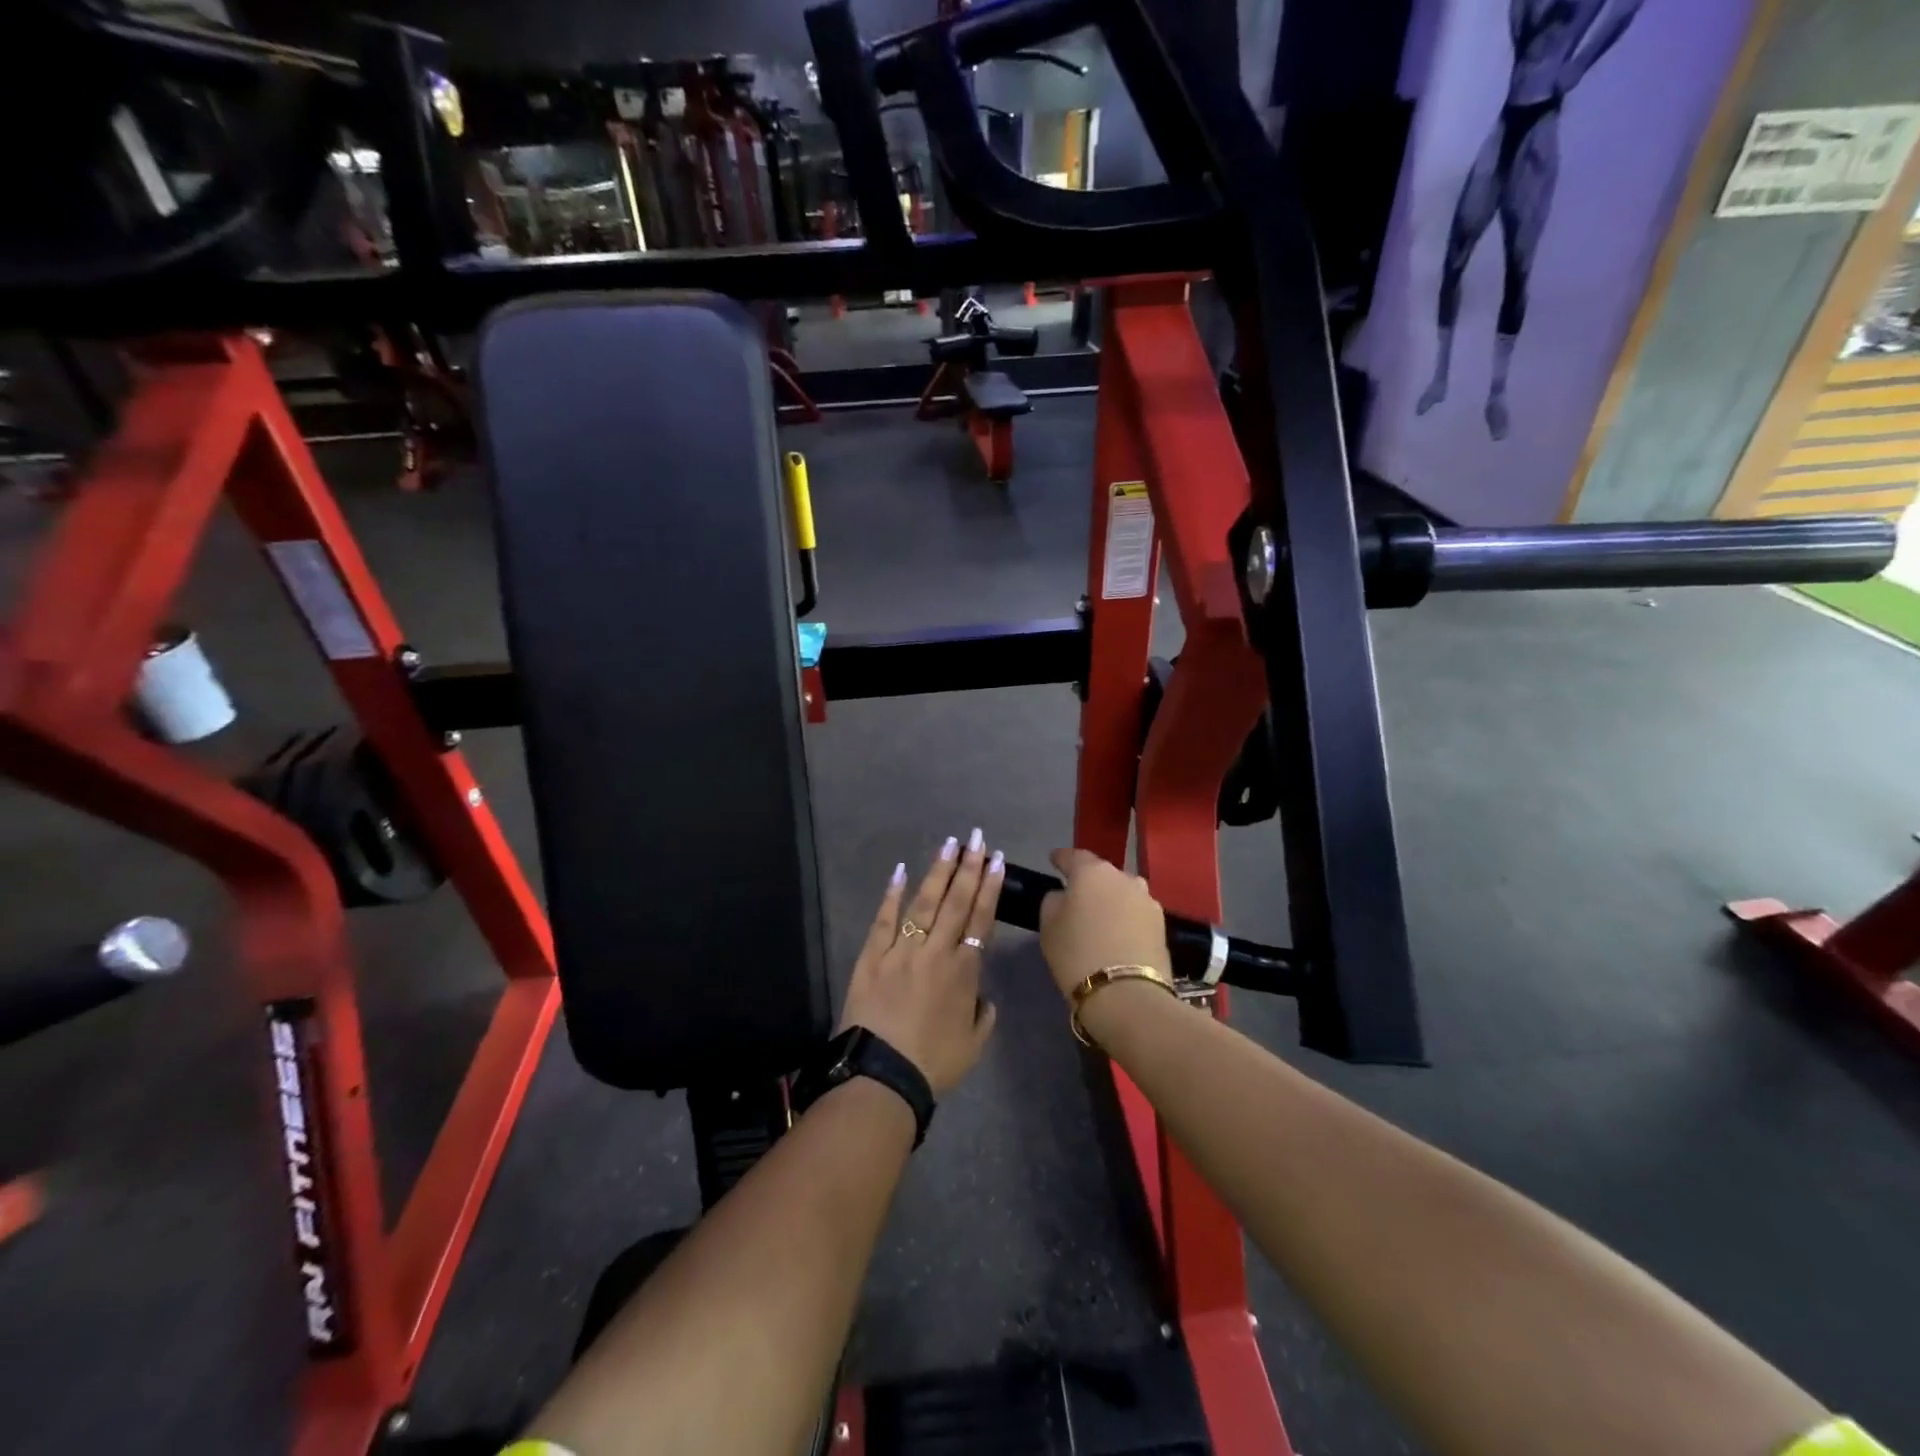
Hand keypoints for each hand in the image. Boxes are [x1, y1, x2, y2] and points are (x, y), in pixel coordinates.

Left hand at [838, 830, 1004, 1096]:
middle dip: (969, 866)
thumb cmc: (933, 1064)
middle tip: (977, 837)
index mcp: (964, 970)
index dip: (990, 887)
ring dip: (938, 871)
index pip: (981, 918)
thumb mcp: (974, 1044)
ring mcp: (902, 950)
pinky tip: (900, 870)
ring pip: (924, 902)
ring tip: (949, 843)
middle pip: (956, 901)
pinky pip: (884, 919)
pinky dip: (892, 894)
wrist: (882, 1076)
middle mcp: (936, 951)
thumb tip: (983, 996)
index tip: (997, 859)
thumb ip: (983, 1014)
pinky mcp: (872, 956)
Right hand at [1037, 848, 1170, 1001]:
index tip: (1053, 861)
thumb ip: (1053, 901)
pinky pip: (1136, 913)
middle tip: (1077, 897)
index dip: (1061, 859)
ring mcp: (1147, 900)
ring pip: (1123, 892)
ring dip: (1111, 899)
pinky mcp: (1163, 925)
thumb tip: (1064, 896)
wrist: (1127, 995)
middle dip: (1089, 881)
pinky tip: (1118, 933)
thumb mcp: (1048, 926)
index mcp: (1092, 871)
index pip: (1073, 856)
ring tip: (1101, 917)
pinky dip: (1126, 918)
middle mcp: (1124, 877)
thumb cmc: (1077, 954)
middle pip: (1102, 873)